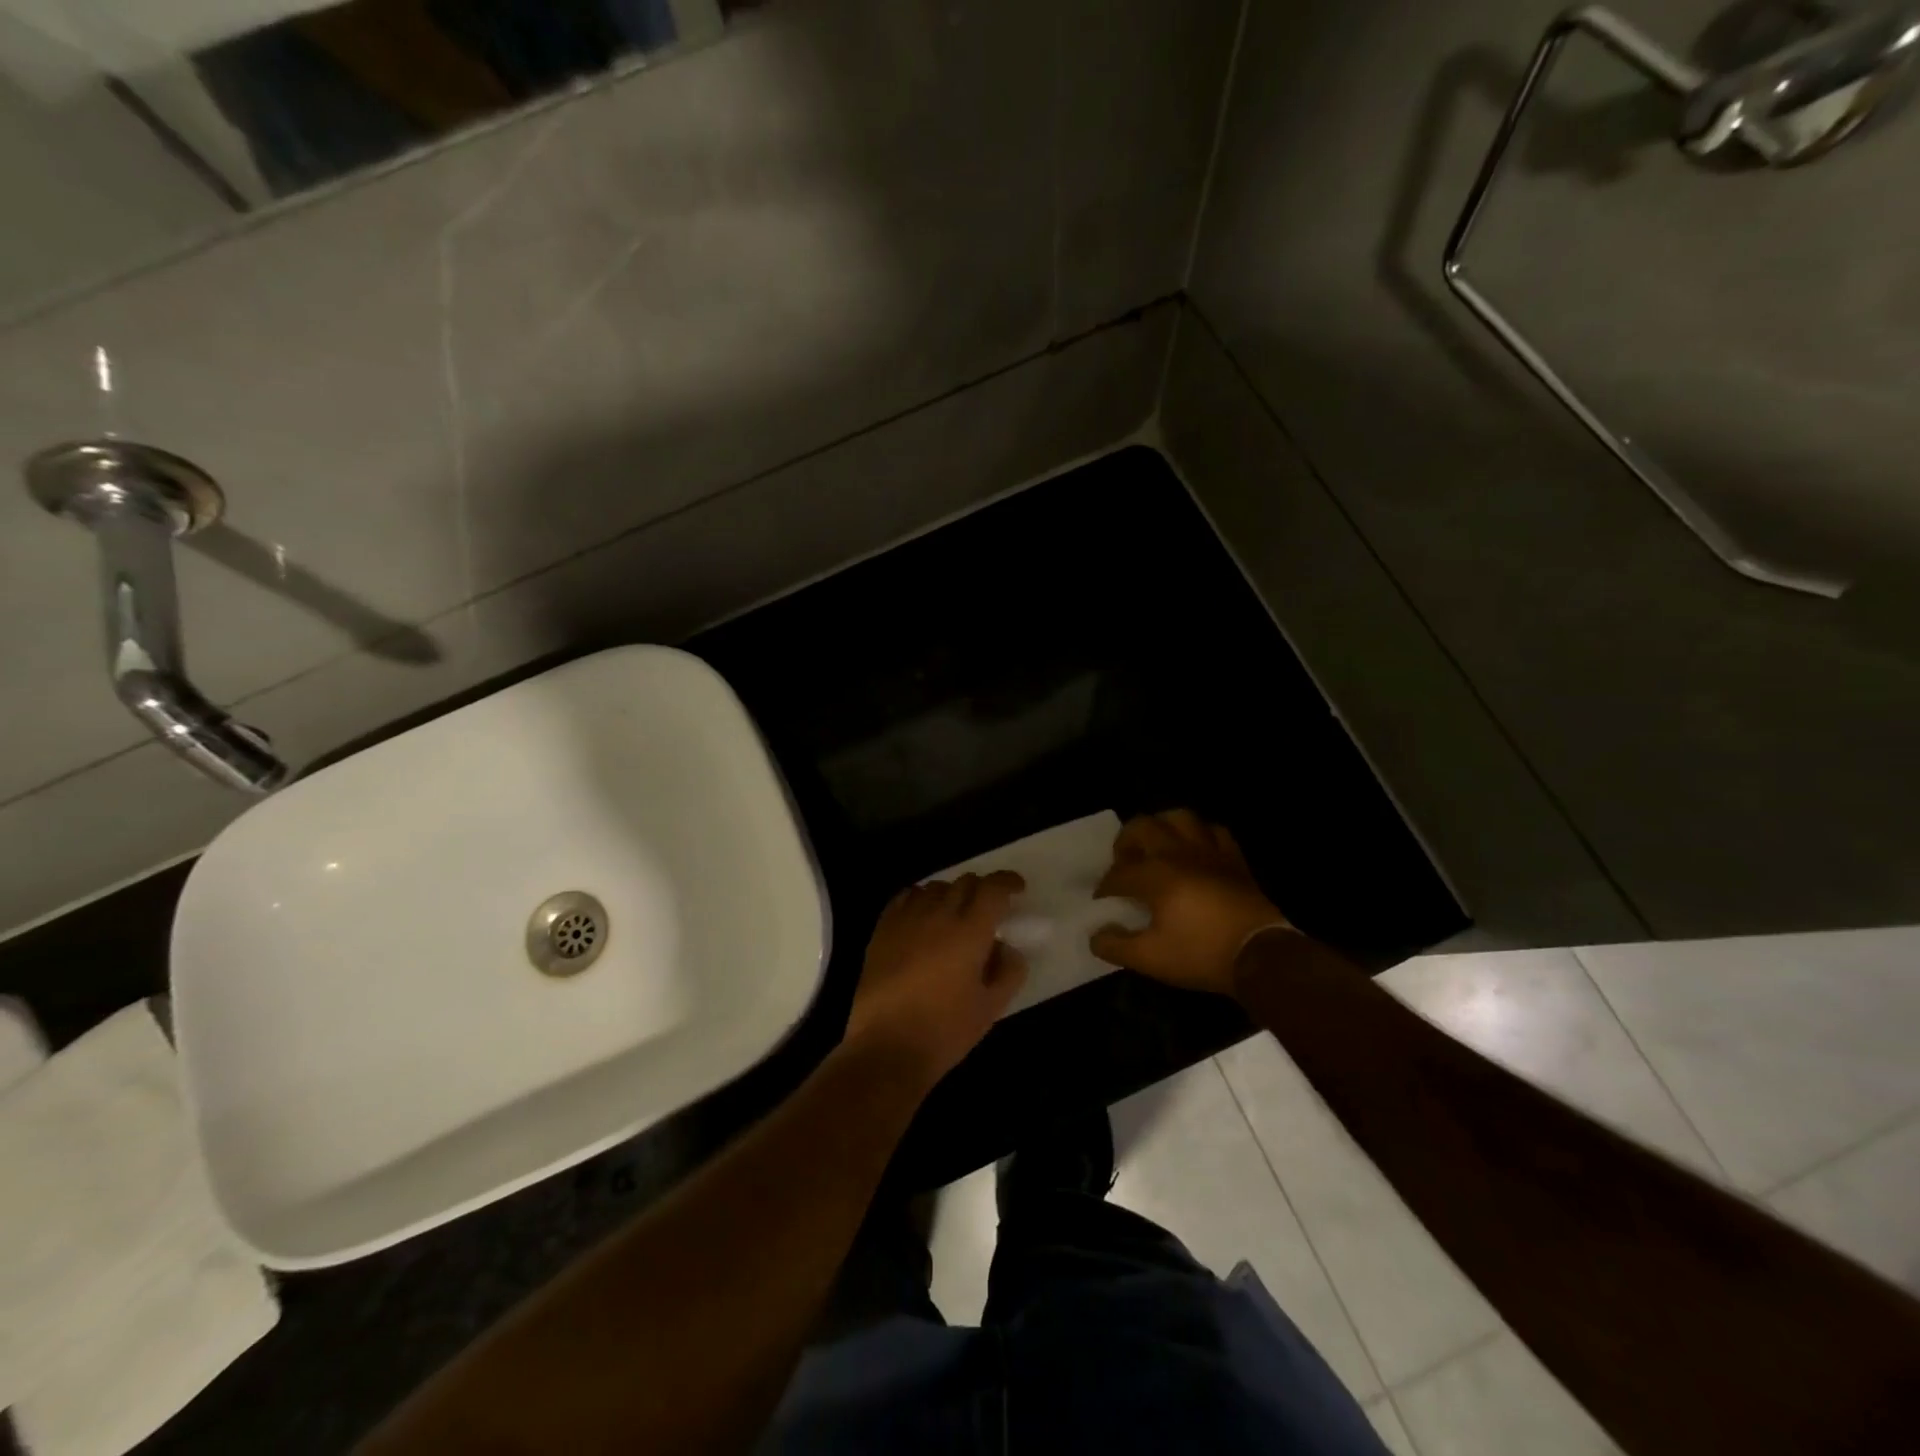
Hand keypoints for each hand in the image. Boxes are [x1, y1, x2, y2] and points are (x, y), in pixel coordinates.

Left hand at [845, 872, 1028, 1084]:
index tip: (1017, 889)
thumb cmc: (945, 1030)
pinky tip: (923, 917)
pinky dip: (921, 899)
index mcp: (970, 931)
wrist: (886, 1047)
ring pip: (935, 886)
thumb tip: (1007, 948)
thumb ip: (1009, 971)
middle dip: (982, 889)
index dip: (1008, 882)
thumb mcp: (990, 1007)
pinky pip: (906, 897)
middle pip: (965, 882)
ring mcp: (907, 919)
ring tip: (955, 914)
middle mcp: (939, 914)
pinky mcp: (882, 929)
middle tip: (988, 909)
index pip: (993, 888)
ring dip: (951, 894)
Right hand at [1090, 810, 1290, 995]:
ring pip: (1180, 818)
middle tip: (1124, 863)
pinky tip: (1196, 851)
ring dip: (1163, 827)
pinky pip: (1215, 832)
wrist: (1261, 955)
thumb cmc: (1201, 954)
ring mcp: (1209, 852)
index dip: (1105, 887)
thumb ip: (1116, 946)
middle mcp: (1178, 853)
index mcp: (1154, 875)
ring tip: (1157, 846)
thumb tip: (1096, 935)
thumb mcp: (1150, 959)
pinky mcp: (1234, 859)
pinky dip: (1200, 835)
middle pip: (1142, 827)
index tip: (1102, 902)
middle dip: (1125, 842)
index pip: (1118, 873)